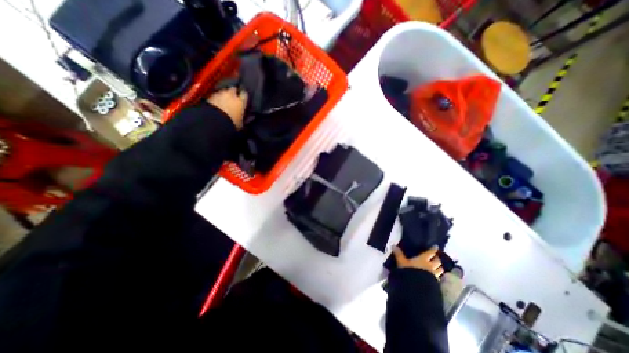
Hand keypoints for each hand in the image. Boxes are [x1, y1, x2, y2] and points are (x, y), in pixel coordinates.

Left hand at [207, 87, 245, 129]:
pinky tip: (217, 104)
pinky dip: (216, 98)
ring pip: (224, 91)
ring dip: (225, 95)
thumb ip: (247, 119)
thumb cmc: (231, 123)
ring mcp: (219, 94)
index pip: (245, 94)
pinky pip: (215, 95)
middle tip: (234, 99)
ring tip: (225, 102)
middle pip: (233, 89)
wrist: (214, 122)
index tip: (244, 99)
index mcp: (241, 101)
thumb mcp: (242, 124)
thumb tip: (252, 117)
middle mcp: (231, 95)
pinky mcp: (209, 96)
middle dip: (234, 92)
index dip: (244, 96)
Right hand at [392, 245, 441, 278]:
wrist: (416, 288)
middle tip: (435, 257)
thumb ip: (398, 254)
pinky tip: (435, 277)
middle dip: (437, 258)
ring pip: (440, 269)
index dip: (433, 249)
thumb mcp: (401, 262)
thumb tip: (393, 246)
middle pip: (437, 261)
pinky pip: (439, 278)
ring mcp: (434, 275)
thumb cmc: (409, 272)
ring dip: (439, 267)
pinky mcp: (435, 283)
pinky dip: (438, 276)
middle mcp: (430, 266)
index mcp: (423, 259)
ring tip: (437, 267)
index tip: (436, 247)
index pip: (430, 253)